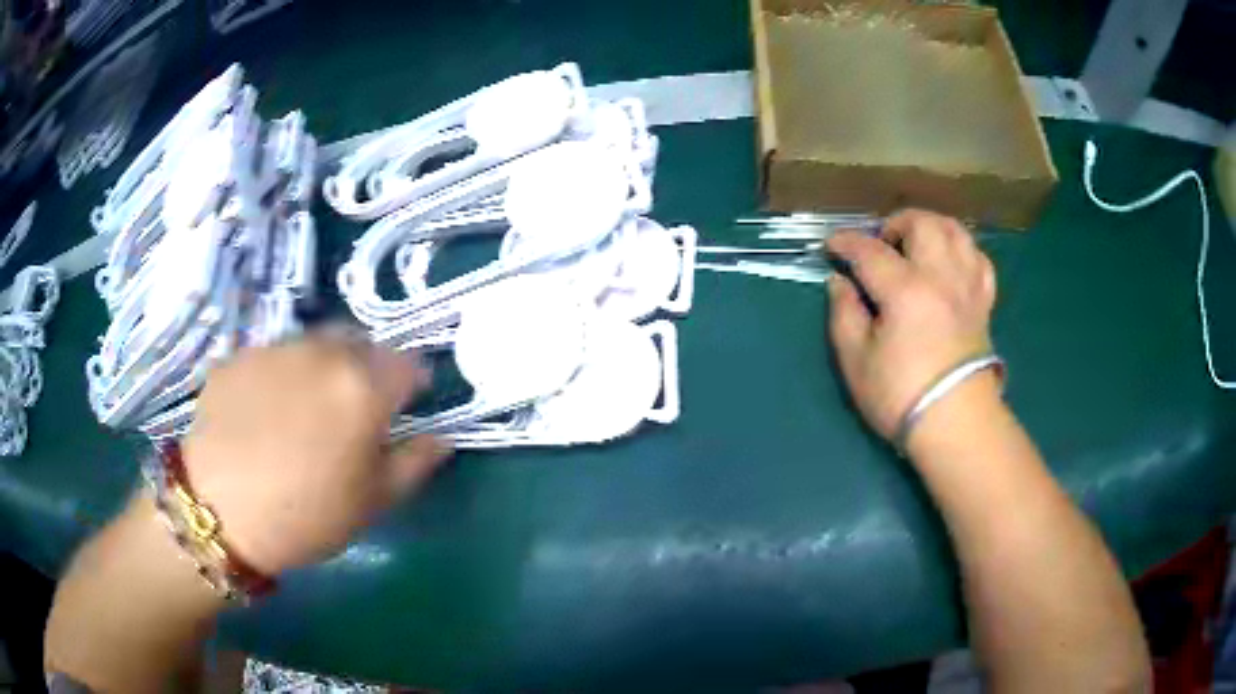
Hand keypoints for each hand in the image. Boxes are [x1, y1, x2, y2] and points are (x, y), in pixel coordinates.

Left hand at [180, 329, 449, 575]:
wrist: (217, 511)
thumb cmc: (306, 515)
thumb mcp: (373, 502)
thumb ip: (415, 463)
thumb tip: (441, 437)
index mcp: (363, 385)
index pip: (409, 363)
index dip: (412, 385)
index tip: (403, 409)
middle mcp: (322, 351)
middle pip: (361, 343)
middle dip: (368, 369)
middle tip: (353, 411)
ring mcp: (275, 347)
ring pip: (315, 344)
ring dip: (323, 367)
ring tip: (304, 410)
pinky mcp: (239, 355)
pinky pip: (273, 356)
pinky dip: (281, 375)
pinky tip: (264, 413)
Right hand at [826, 210, 997, 441]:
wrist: (955, 425)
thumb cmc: (900, 396)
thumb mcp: (856, 361)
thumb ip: (844, 314)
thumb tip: (839, 282)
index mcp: (905, 289)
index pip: (870, 251)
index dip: (846, 243)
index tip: (831, 245)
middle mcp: (941, 276)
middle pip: (922, 224)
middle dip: (895, 223)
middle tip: (880, 244)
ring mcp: (967, 287)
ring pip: (956, 232)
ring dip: (932, 227)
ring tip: (916, 243)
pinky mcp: (983, 303)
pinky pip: (979, 260)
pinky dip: (963, 251)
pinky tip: (950, 262)